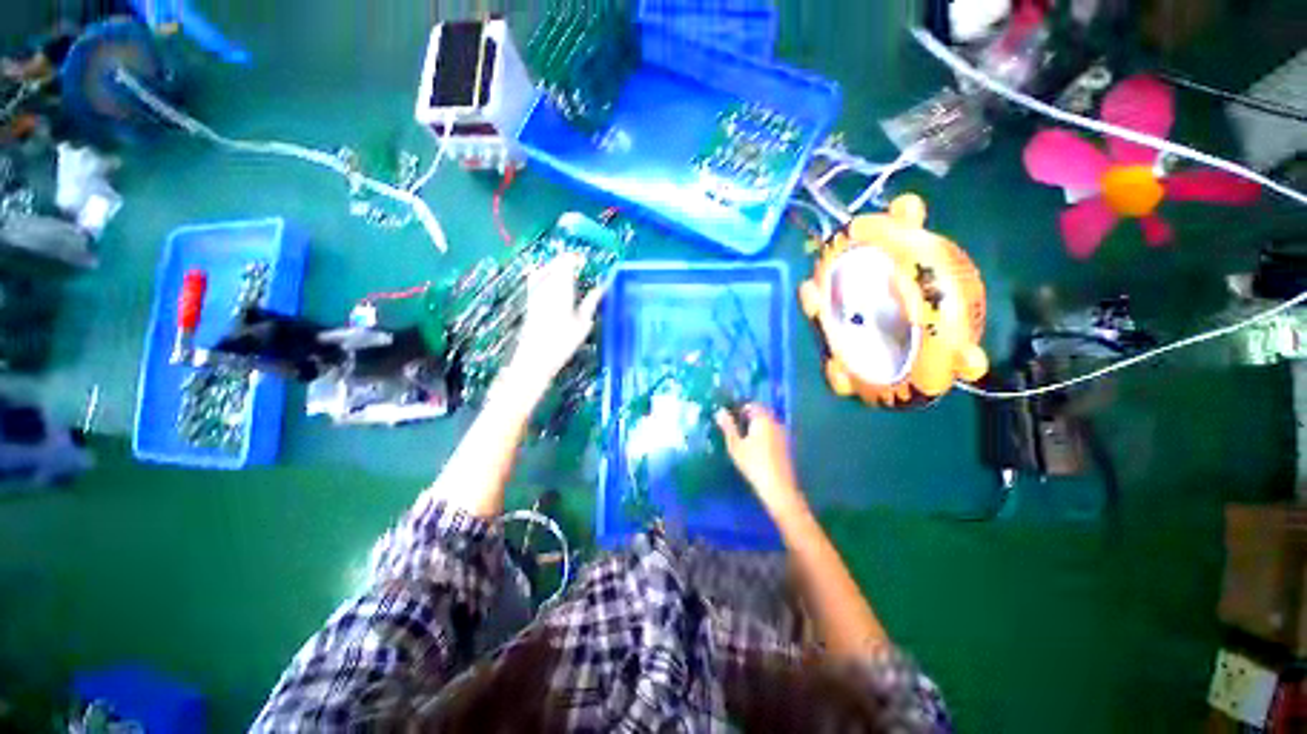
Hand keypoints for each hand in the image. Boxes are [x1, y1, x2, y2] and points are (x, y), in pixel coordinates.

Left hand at [502, 253, 603, 397]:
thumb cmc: (562, 342)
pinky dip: (544, 274)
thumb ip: (592, 301)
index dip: (575, 258)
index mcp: (561, 288)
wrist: (534, 357)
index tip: (583, 260)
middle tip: (577, 264)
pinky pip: (535, 279)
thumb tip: (602, 287)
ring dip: (554, 266)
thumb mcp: (583, 323)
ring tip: (565, 271)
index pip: (566, 263)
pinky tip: (549, 281)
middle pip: (554, 264)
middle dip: (565, 261)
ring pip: (543, 269)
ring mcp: (534, 292)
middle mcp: (545, 286)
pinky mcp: (529, 301)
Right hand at [715, 404, 807, 516]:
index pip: (752, 405)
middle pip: (761, 414)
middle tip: (735, 429)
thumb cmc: (753, 464)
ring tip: (743, 440)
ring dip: (756, 428)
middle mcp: (775, 422)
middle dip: (748, 418)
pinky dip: (764, 437)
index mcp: (763, 419)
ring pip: (767, 424)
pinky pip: (773, 434)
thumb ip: (728, 426)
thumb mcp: (735, 445)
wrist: (778, 487)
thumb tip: (720, 411)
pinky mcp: (787, 446)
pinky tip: (756, 450)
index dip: (740, 409)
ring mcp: (783, 434)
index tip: (730, 419)